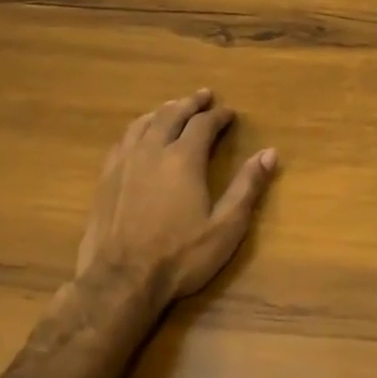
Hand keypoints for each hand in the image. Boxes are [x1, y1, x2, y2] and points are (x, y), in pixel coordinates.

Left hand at [68, 89, 277, 322]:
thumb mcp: (225, 227)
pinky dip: (137, 128)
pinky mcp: (106, 179)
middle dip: (190, 103)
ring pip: (144, 123)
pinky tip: (138, 134)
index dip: (219, 115)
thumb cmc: (179, 256)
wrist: (119, 281)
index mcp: (184, 159)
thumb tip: (270, 153)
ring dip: (163, 111)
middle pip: (172, 115)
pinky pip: (123, 140)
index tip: (230, 113)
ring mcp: (125, 163)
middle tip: (203, 96)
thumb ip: (247, 187)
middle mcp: (153, 151)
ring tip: (172, 107)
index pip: (204, 124)